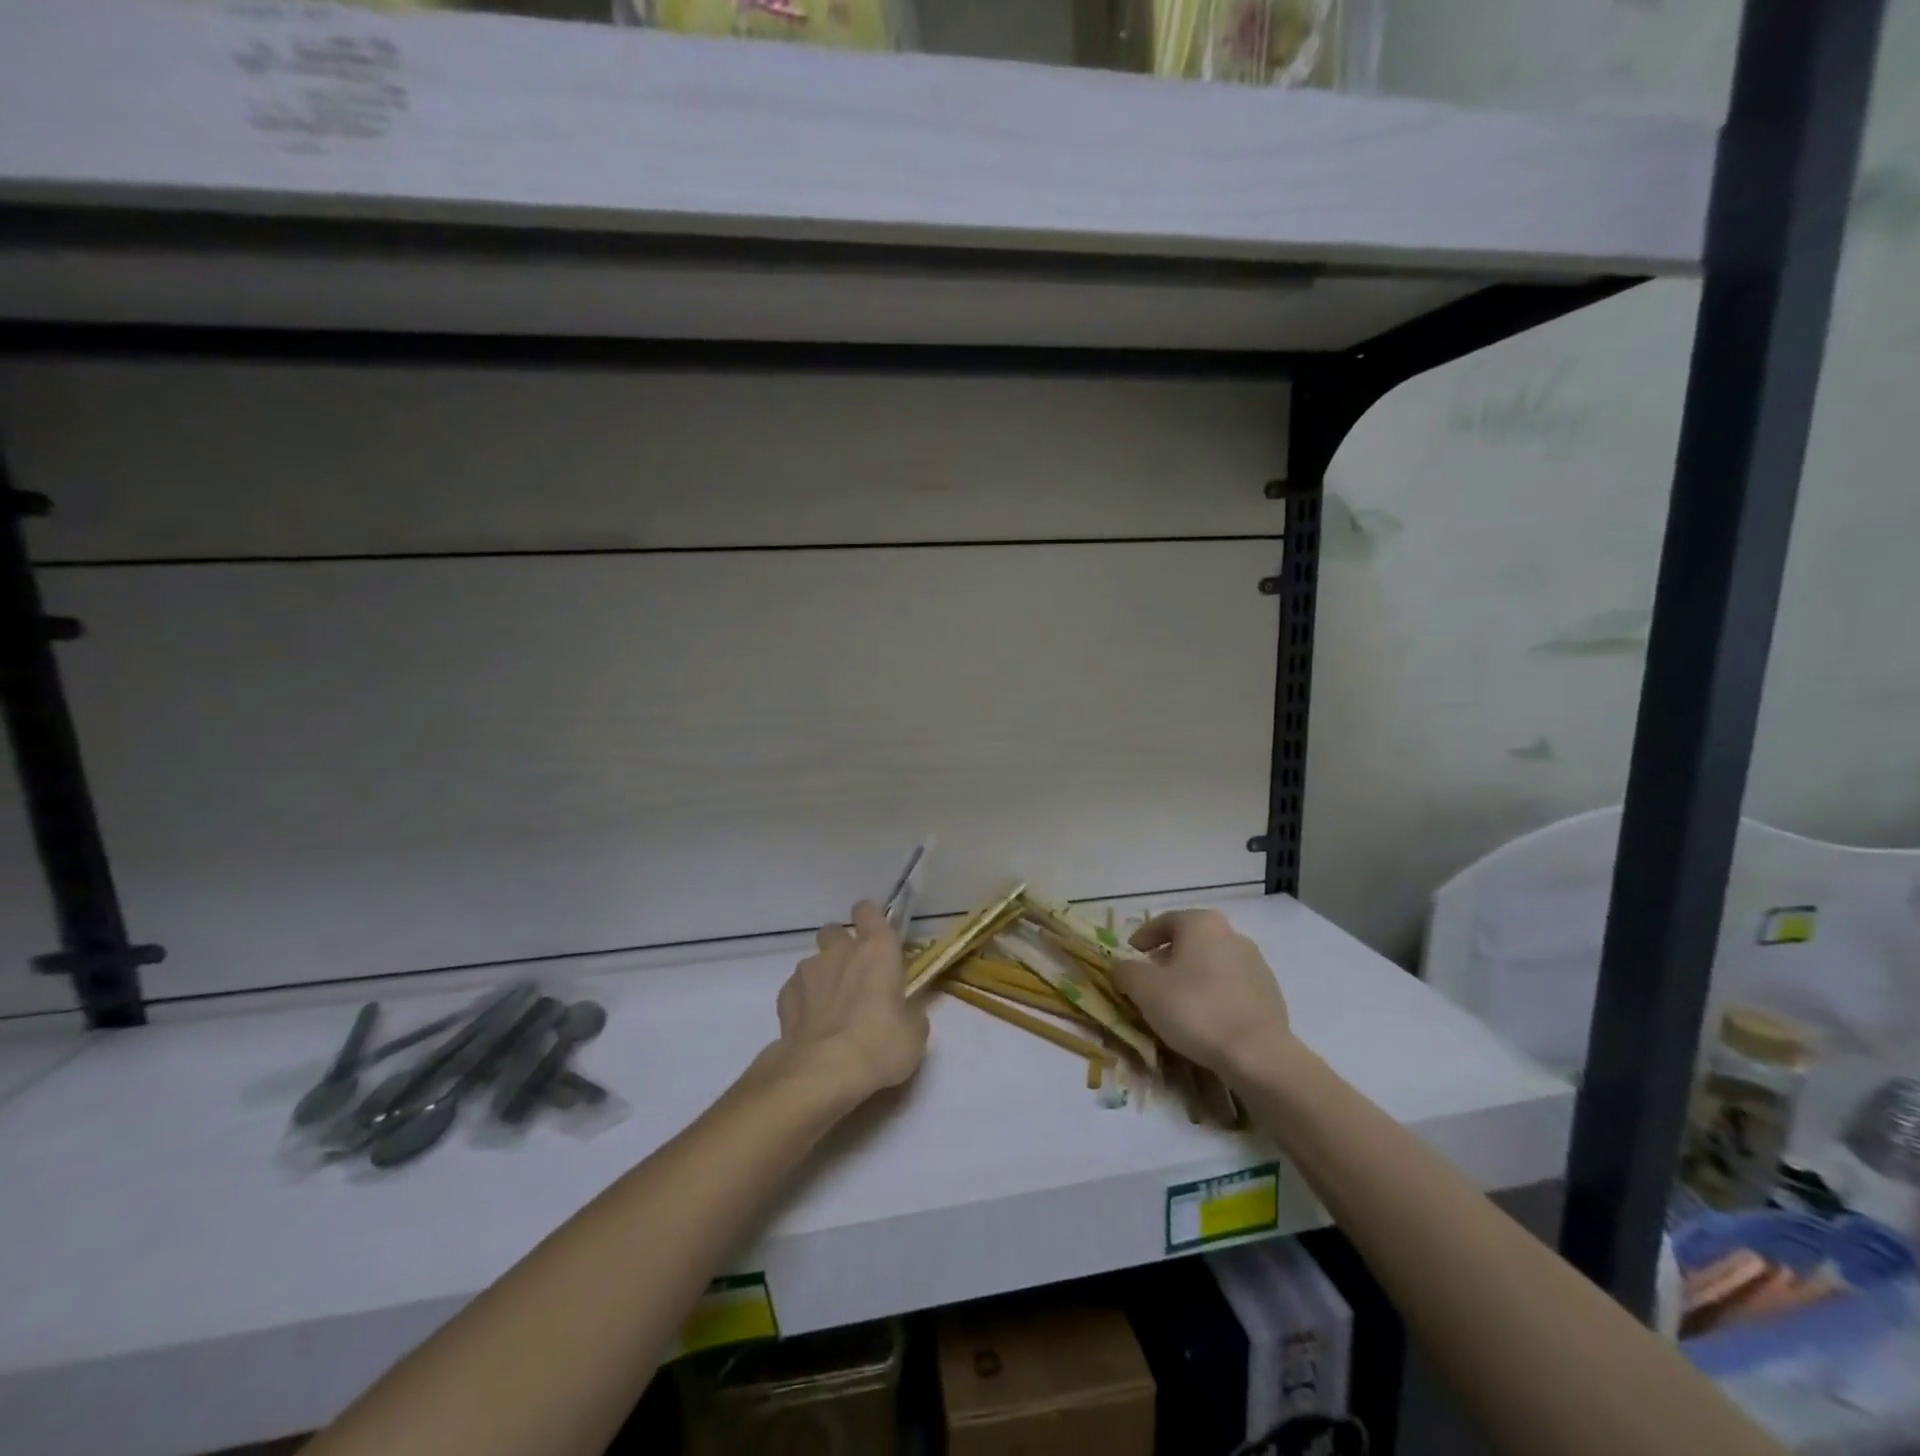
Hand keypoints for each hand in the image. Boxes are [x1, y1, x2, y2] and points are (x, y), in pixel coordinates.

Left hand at [770, 900, 927, 1109]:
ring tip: (831, 1010)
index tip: (876, 937)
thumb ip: (911, 1012)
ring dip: (822, 977)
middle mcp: (840, 952)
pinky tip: (811, 1027)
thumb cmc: (880, 1046)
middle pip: (834, 931)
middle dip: (841, 947)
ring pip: (813, 962)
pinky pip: (795, 989)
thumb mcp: (914, 1034)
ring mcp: (808, 972)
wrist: (823, 1073)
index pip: (868, 911)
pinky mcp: (784, 997)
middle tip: (854, 977)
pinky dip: (803, 1002)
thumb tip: (906, 1010)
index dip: (871, 919)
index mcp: (877, 950)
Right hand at [1114, 909, 1291, 1079]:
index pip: (1164, 921)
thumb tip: (1122, 967)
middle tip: (1151, 979)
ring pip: (1212, 963)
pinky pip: (1231, 985)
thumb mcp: (1144, 988)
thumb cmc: (1194, 1009)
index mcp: (1201, 923)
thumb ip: (1126, 970)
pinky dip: (1214, 993)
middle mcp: (1231, 934)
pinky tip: (1205, 1018)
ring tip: (1177, 1002)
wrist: (1257, 1053)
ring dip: (1192, 976)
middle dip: (1168, 957)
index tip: (1131, 953)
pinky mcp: (1270, 992)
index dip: (1143, 936)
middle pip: (1191, 940)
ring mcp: (1255, 963)